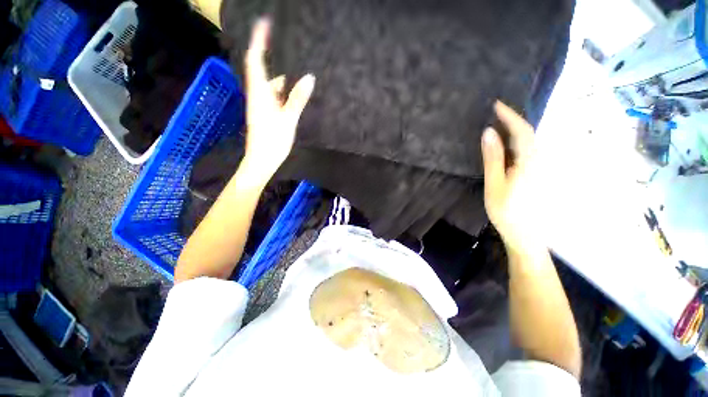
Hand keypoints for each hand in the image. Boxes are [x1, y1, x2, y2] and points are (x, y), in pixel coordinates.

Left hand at [241, 18, 314, 179]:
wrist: (261, 161)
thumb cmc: (273, 141)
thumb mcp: (288, 119)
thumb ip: (298, 98)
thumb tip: (309, 77)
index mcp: (259, 93)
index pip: (256, 59)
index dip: (259, 40)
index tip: (265, 23)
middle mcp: (257, 95)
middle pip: (264, 71)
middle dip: (275, 61)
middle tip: (294, 55)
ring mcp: (260, 105)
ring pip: (271, 86)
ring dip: (283, 81)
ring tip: (299, 78)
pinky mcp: (265, 114)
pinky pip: (274, 97)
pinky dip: (283, 93)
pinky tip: (295, 97)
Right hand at [482, 101, 544, 255]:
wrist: (526, 235)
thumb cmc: (507, 212)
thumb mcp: (494, 184)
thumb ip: (493, 158)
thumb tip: (488, 133)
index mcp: (530, 162)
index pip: (522, 131)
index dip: (510, 116)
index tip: (496, 104)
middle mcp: (541, 160)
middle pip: (529, 134)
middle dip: (513, 120)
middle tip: (495, 113)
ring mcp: (542, 167)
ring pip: (531, 142)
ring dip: (516, 130)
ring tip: (500, 124)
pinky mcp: (539, 173)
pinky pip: (530, 151)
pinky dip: (518, 142)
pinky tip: (508, 144)